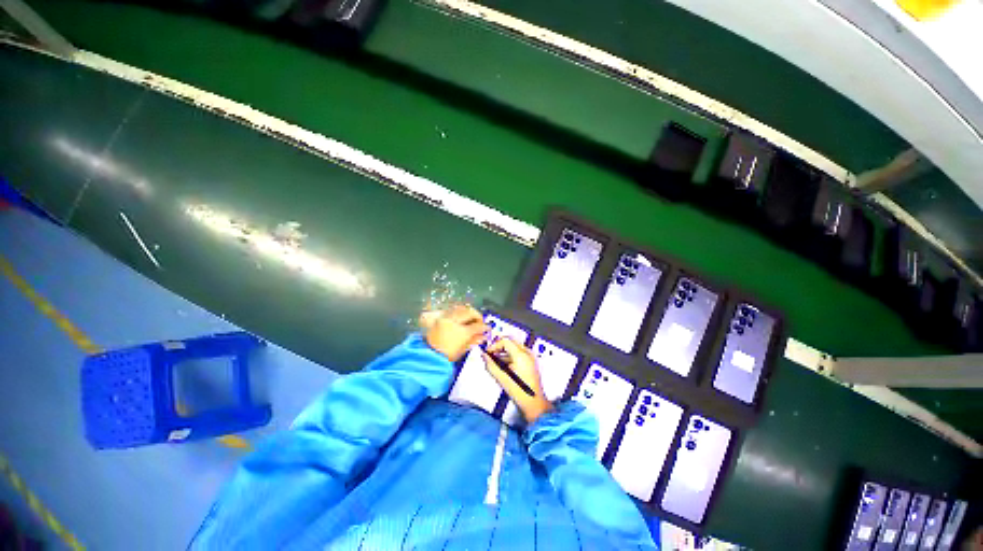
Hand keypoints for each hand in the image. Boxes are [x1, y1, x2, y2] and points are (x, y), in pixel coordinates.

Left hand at [421, 304, 488, 361]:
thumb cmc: (447, 355)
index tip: (488, 328)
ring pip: (460, 308)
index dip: (484, 327)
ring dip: (467, 312)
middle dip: (476, 315)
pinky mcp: (439, 317)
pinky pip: (451, 310)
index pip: (477, 326)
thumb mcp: (462, 349)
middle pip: (469, 312)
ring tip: (470, 318)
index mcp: (462, 332)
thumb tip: (483, 336)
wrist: (428, 355)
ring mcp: (446, 317)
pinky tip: (460, 317)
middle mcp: (454, 321)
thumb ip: (474, 340)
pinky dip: (458, 311)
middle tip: (480, 321)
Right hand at [482, 338, 552, 423]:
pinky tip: (504, 366)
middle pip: (511, 342)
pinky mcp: (531, 362)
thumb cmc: (520, 392)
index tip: (488, 353)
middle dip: (499, 347)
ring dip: (504, 352)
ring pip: (514, 347)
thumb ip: (491, 365)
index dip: (494, 345)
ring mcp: (530, 357)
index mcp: (521, 355)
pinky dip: (510, 356)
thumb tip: (484, 356)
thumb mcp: (502, 378)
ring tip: (495, 362)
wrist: (534, 404)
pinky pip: (519, 353)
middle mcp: (527, 353)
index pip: (505, 341)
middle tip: (490, 355)